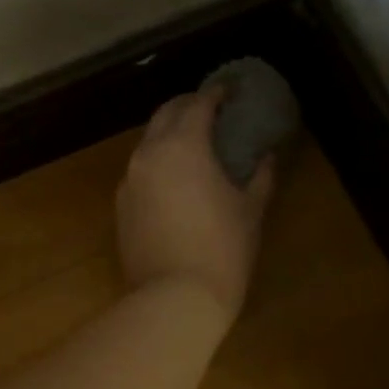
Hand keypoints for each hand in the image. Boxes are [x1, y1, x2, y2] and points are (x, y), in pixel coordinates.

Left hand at [116, 91, 274, 321]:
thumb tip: (268, 156)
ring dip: (169, 134)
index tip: (230, 91)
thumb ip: (261, 176)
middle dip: (187, 106)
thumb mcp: (250, 210)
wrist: (173, 297)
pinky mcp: (120, 205)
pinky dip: (157, 162)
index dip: (215, 94)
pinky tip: (174, 179)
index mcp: (183, 145)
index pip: (197, 104)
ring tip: (193, 144)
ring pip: (147, 142)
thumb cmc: (222, 250)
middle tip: (211, 111)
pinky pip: (139, 169)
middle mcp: (148, 154)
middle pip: (165, 114)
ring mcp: (129, 180)